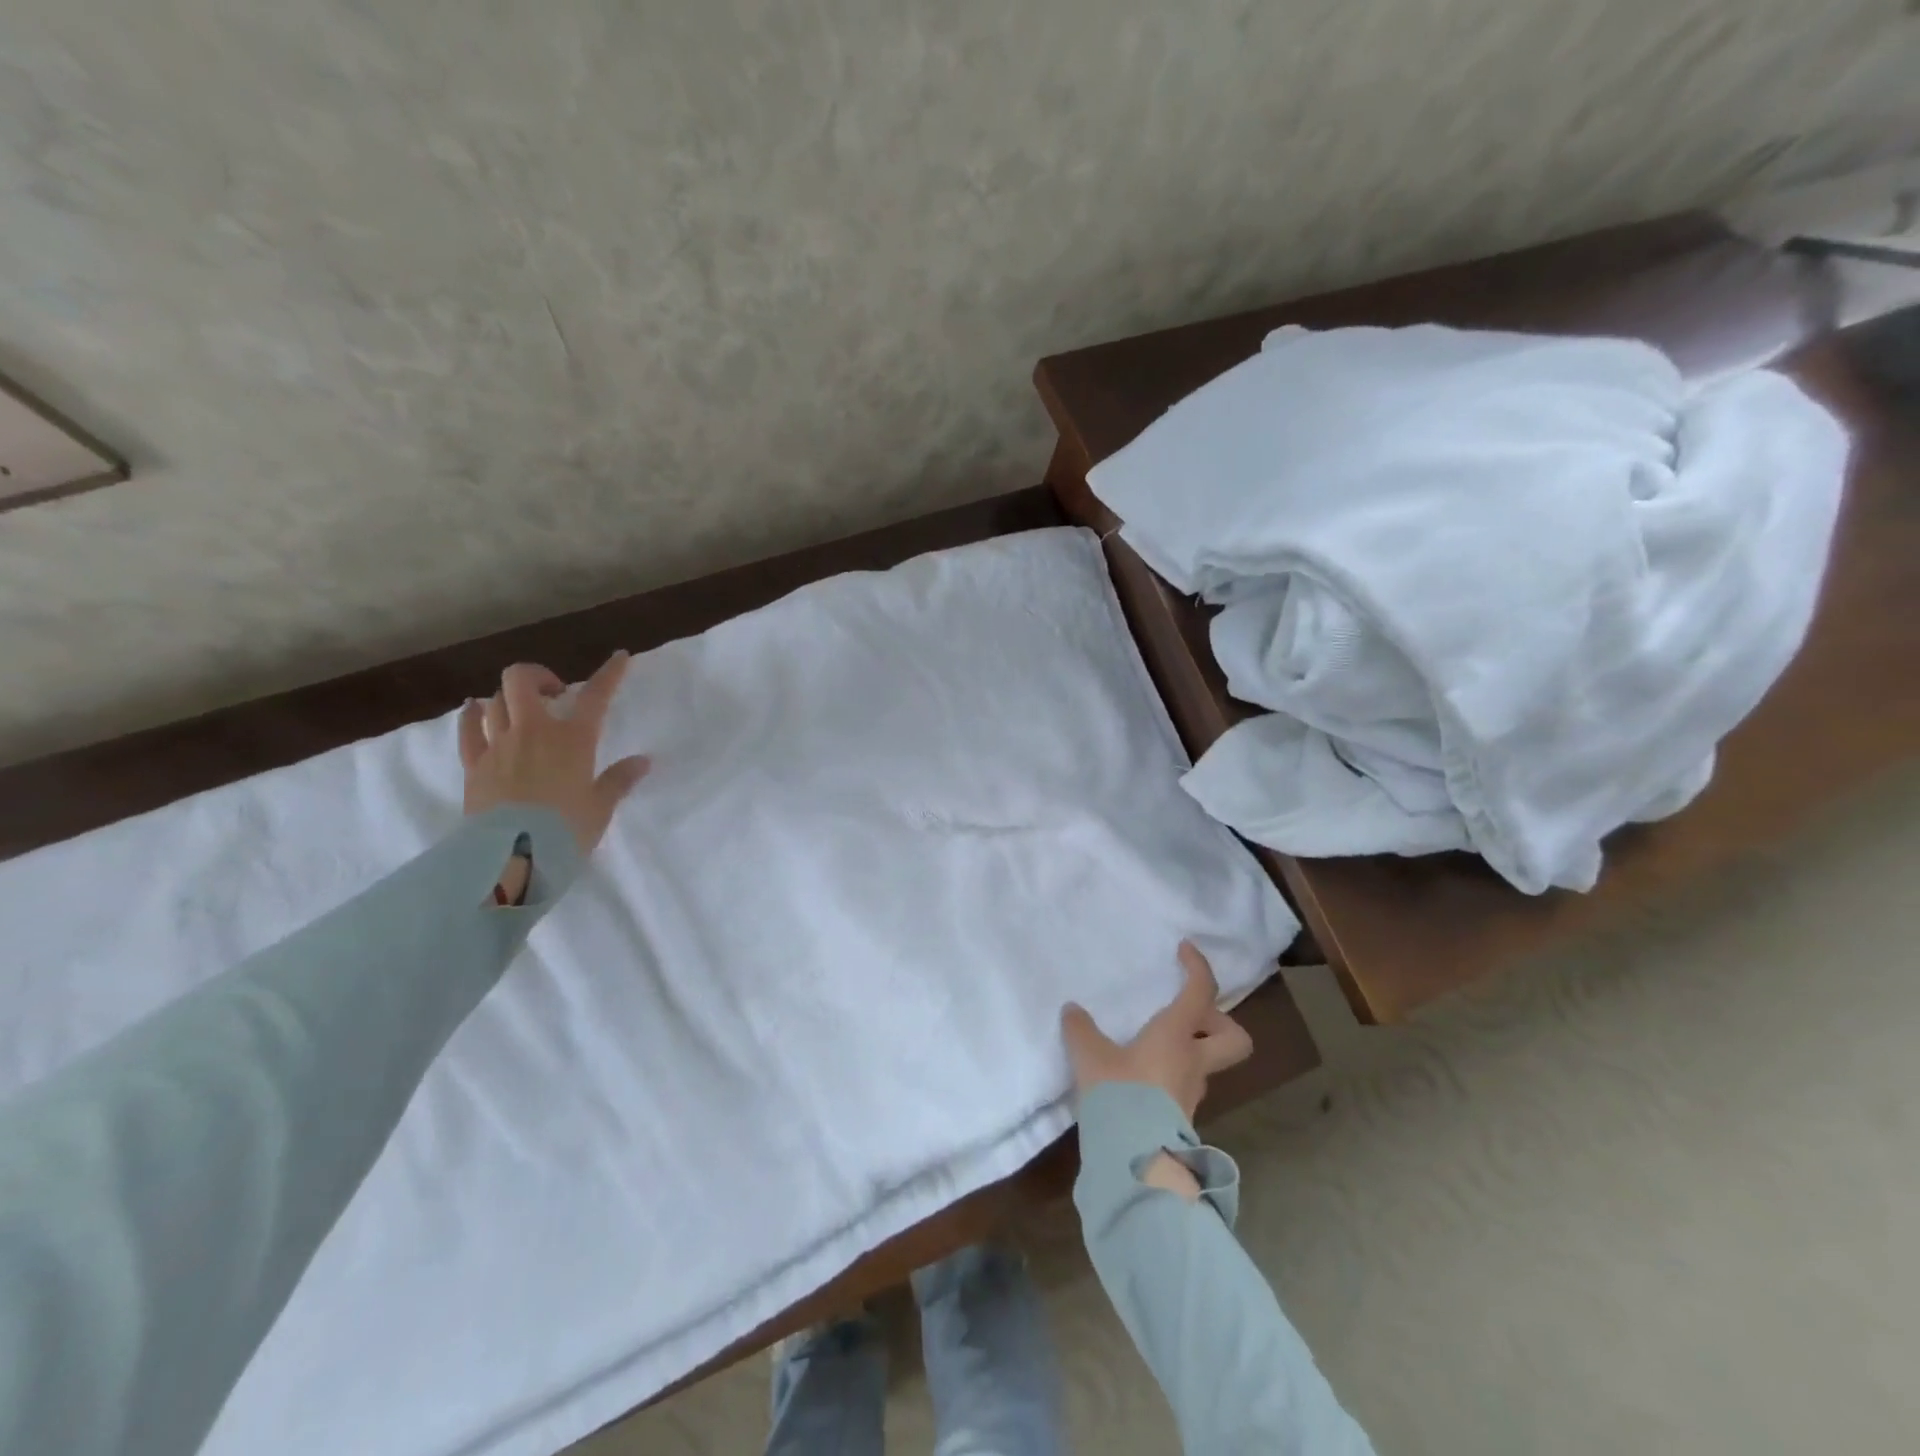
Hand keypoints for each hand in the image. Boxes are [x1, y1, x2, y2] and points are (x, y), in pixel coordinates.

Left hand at [459, 653, 651, 858]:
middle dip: (539, 676)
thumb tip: (642, 762)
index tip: (620, 656)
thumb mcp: (600, 808)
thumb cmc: (566, 831)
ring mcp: (498, 745)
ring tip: (524, 709)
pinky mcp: (473, 765)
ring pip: (496, 700)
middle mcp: (533, 732)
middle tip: (555, 693)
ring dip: (510, 697)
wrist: (511, 858)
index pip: (596, 696)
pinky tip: (476, 710)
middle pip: (523, 681)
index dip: (610, 673)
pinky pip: (468, 729)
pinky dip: (473, 715)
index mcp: (573, 740)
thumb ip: (619, 780)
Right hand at [1061, 941, 1253, 1197]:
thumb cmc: (1119, 1096)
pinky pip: (1186, 1084)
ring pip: (1208, 1063)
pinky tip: (1143, 1078)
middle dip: (1220, 1022)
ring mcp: (1192, 1093)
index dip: (1198, 966)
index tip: (1185, 950)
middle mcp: (1194, 1062)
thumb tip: (1072, 1011)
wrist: (1135, 1162)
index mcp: (1177, 1036)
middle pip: (1234, 1039)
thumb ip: (1081, 1031)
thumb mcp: (1091, 1057)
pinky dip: (1172, 1074)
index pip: (1201, 992)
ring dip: (1192, 1050)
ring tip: (1154, 1046)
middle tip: (1189, 1015)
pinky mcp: (1181, 1118)